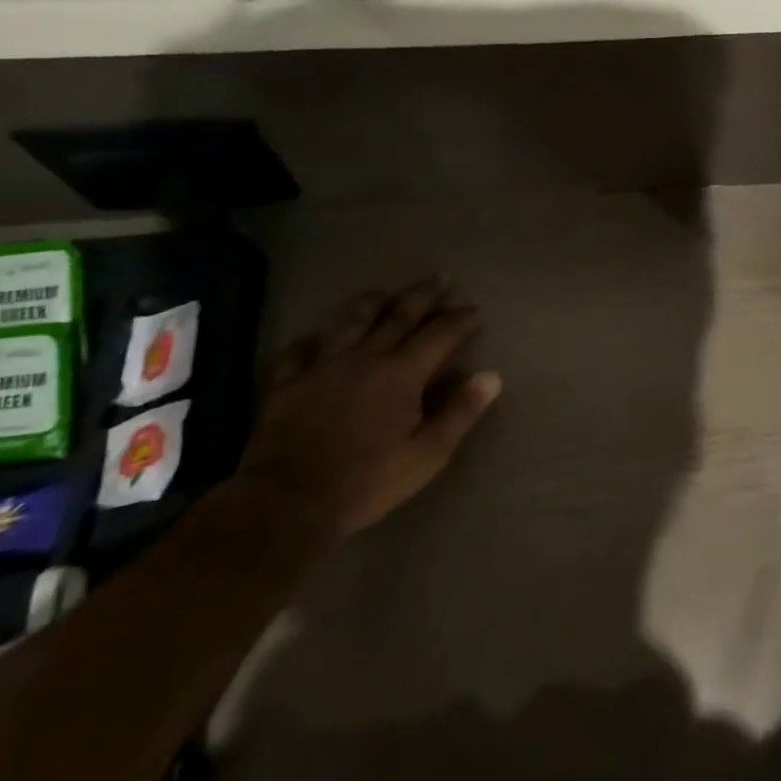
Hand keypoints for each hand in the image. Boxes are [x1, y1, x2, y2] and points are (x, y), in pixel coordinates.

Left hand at [240, 280, 502, 536]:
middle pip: (399, 316)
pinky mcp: (288, 383)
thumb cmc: (367, 482)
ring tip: (384, 292)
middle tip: (441, 279)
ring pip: (352, 322)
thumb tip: (491, 376)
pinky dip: (307, 342)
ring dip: (372, 303)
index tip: (475, 310)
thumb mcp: (426, 455)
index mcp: (401, 374)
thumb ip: (459, 413)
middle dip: (424, 296)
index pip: (439, 335)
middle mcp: (365, 357)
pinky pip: (298, 352)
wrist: (289, 501)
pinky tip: (311, 338)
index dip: (460, 320)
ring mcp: (323, 366)